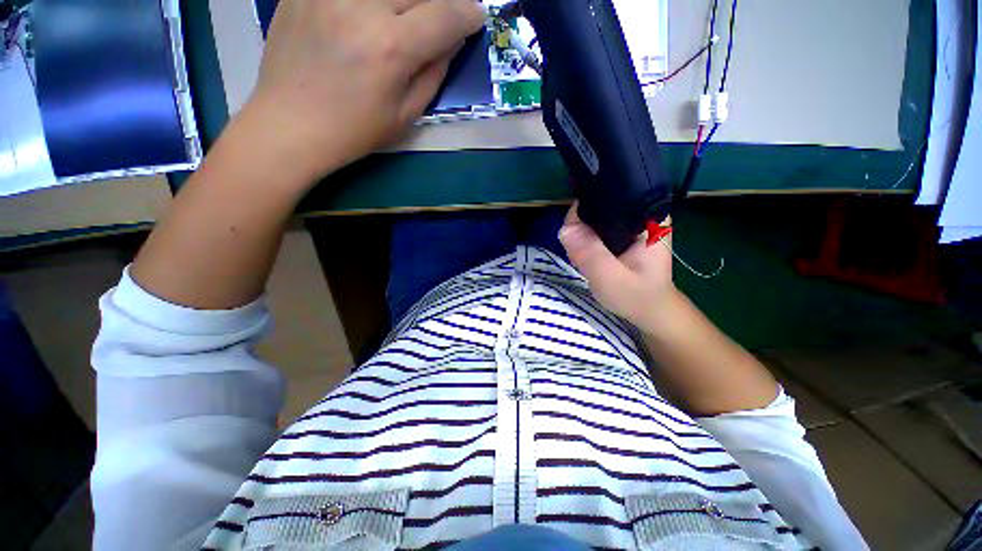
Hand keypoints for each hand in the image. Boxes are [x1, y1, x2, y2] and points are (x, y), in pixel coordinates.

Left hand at [243, 0, 485, 182]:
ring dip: (407, 1)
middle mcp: (362, 7)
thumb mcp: (406, 115)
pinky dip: (374, 2)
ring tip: (405, 20)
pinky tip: (371, 17)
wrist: (291, 124)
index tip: (475, 16)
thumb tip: (451, 41)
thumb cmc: (355, 131)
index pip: (444, 15)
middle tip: (442, 17)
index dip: (467, 14)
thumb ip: (433, 74)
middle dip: (441, 1)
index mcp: (391, 48)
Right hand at [559, 204, 675, 331]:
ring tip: (583, 256)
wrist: (651, 311)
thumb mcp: (611, 279)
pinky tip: (587, 253)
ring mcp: (632, 221)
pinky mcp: (623, 232)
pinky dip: (586, 239)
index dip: (583, 213)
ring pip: (595, 217)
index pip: (608, 198)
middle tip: (578, 253)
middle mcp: (641, 212)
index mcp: (648, 216)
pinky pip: (596, 227)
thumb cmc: (637, 296)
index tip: (573, 238)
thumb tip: (565, 229)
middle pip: (598, 205)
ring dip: (582, 234)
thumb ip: (590, 254)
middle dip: (581, 227)